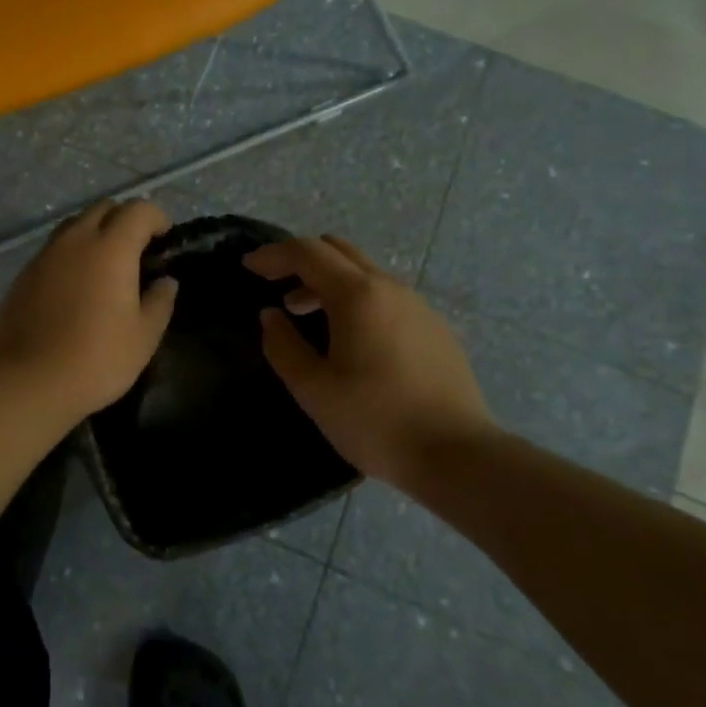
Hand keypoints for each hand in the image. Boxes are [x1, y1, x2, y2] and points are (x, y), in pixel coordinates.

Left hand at [0, 199, 179, 420]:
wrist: (28, 381)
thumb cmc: (96, 358)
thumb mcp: (143, 336)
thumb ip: (160, 302)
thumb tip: (166, 282)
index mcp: (111, 248)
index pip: (138, 209)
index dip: (156, 218)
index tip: (164, 240)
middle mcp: (76, 240)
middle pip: (103, 208)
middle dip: (124, 220)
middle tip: (136, 251)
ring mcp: (45, 254)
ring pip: (74, 225)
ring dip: (94, 233)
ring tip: (104, 266)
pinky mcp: (24, 274)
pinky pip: (54, 249)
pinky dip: (71, 254)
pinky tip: (75, 286)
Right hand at [245, 234, 496, 482]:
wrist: (458, 455)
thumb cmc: (376, 421)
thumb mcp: (314, 390)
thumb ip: (283, 346)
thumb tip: (271, 316)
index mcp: (357, 295)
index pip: (307, 252)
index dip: (272, 255)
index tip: (247, 267)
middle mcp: (389, 287)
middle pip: (338, 251)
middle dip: (301, 260)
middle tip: (275, 285)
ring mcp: (417, 305)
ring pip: (363, 273)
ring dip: (328, 281)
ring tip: (305, 315)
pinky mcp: (434, 327)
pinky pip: (385, 295)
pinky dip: (356, 299)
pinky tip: (350, 339)